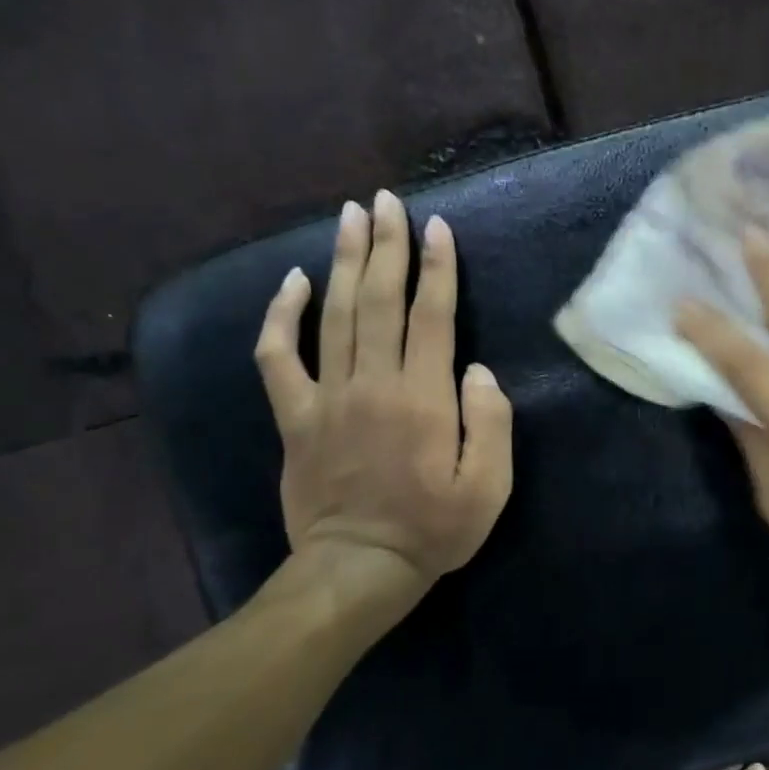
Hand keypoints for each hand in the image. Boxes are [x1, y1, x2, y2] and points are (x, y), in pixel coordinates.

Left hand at [254, 192, 513, 594]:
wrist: (358, 568)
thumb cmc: (434, 529)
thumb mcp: (489, 486)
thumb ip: (491, 422)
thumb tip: (478, 371)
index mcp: (424, 398)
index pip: (432, 316)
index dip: (437, 268)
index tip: (438, 227)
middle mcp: (373, 384)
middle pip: (378, 300)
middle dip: (386, 246)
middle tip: (387, 201)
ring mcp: (328, 397)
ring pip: (333, 314)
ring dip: (342, 261)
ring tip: (350, 217)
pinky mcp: (295, 416)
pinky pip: (277, 357)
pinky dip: (279, 317)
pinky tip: (289, 284)